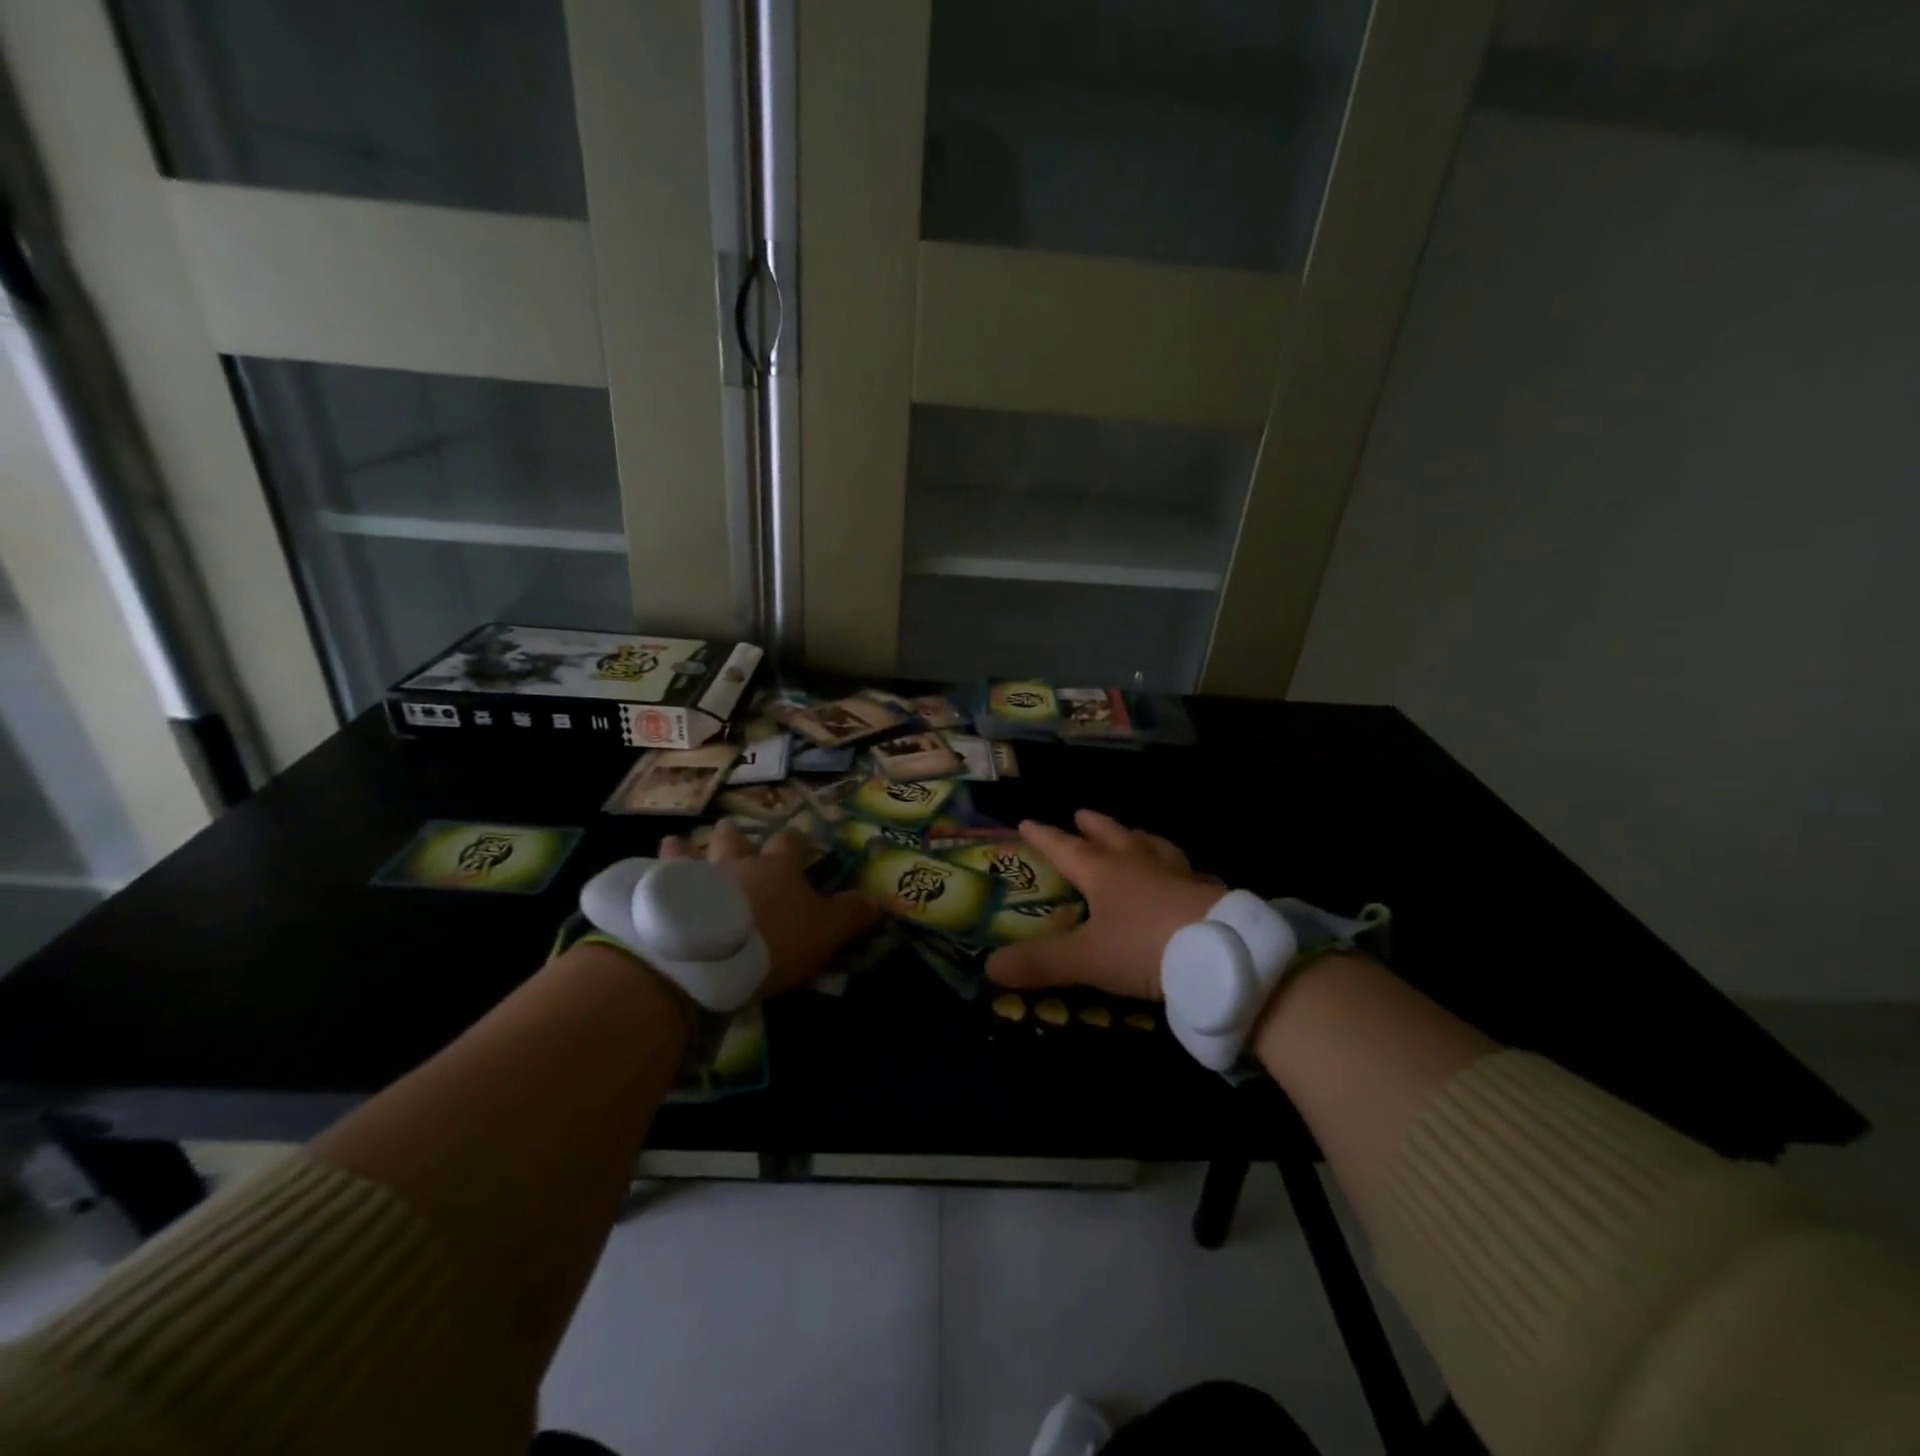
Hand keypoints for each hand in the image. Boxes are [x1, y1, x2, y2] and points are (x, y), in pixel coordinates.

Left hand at [660, 822, 878, 996]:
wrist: (707, 955)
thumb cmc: (774, 940)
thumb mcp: (825, 932)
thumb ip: (851, 914)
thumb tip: (880, 900)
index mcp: (778, 867)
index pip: (792, 844)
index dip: (796, 842)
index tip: (798, 842)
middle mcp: (737, 861)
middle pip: (736, 838)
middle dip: (736, 836)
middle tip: (732, 836)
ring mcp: (695, 874)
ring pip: (690, 850)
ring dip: (686, 848)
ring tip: (678, 843)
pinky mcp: (661, 893)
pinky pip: (653, 876)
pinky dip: (650, 873)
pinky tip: (644, 874)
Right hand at [985, 810, 1225, 1000]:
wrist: (1222, 955)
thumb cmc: (1144, 947)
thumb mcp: (1086, 959)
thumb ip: (1040, 963)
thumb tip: (989, 968)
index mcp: (1104, 873)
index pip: (1065, 848)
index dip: (1044, 837)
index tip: (1026, 821)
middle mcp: (1139, 864)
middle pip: (1112, 836)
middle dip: (1094, 826)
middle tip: (1081, 814)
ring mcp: (1177, 875)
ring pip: (1154, 846)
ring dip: (1138, 837)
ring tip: (1135, 834)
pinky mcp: (1209, 893)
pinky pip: (1190, 872)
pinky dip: (1180, 870)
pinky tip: (1188, 876)